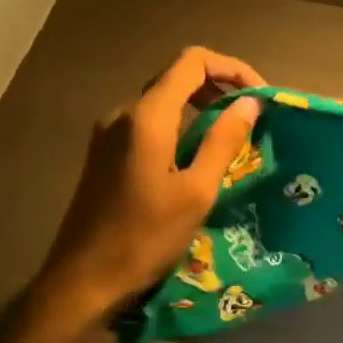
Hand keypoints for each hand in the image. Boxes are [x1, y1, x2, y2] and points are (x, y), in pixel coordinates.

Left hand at [29, 47, 264, 325]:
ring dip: (201, 107)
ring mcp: (109, 132)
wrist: (82, 281)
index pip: (193, 61)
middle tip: (251, 117)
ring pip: (164, 100)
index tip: (259, 97)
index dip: (232, 68)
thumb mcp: (196, 192)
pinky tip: (197, 157)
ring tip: (232, 137)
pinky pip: (149, 123)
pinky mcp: (105, 153)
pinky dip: (181, 126)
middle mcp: (123, 113)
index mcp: (146, 116)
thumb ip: (223, 141)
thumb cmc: (144, 238)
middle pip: (177, 76)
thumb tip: (249, 103)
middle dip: (219, 86)